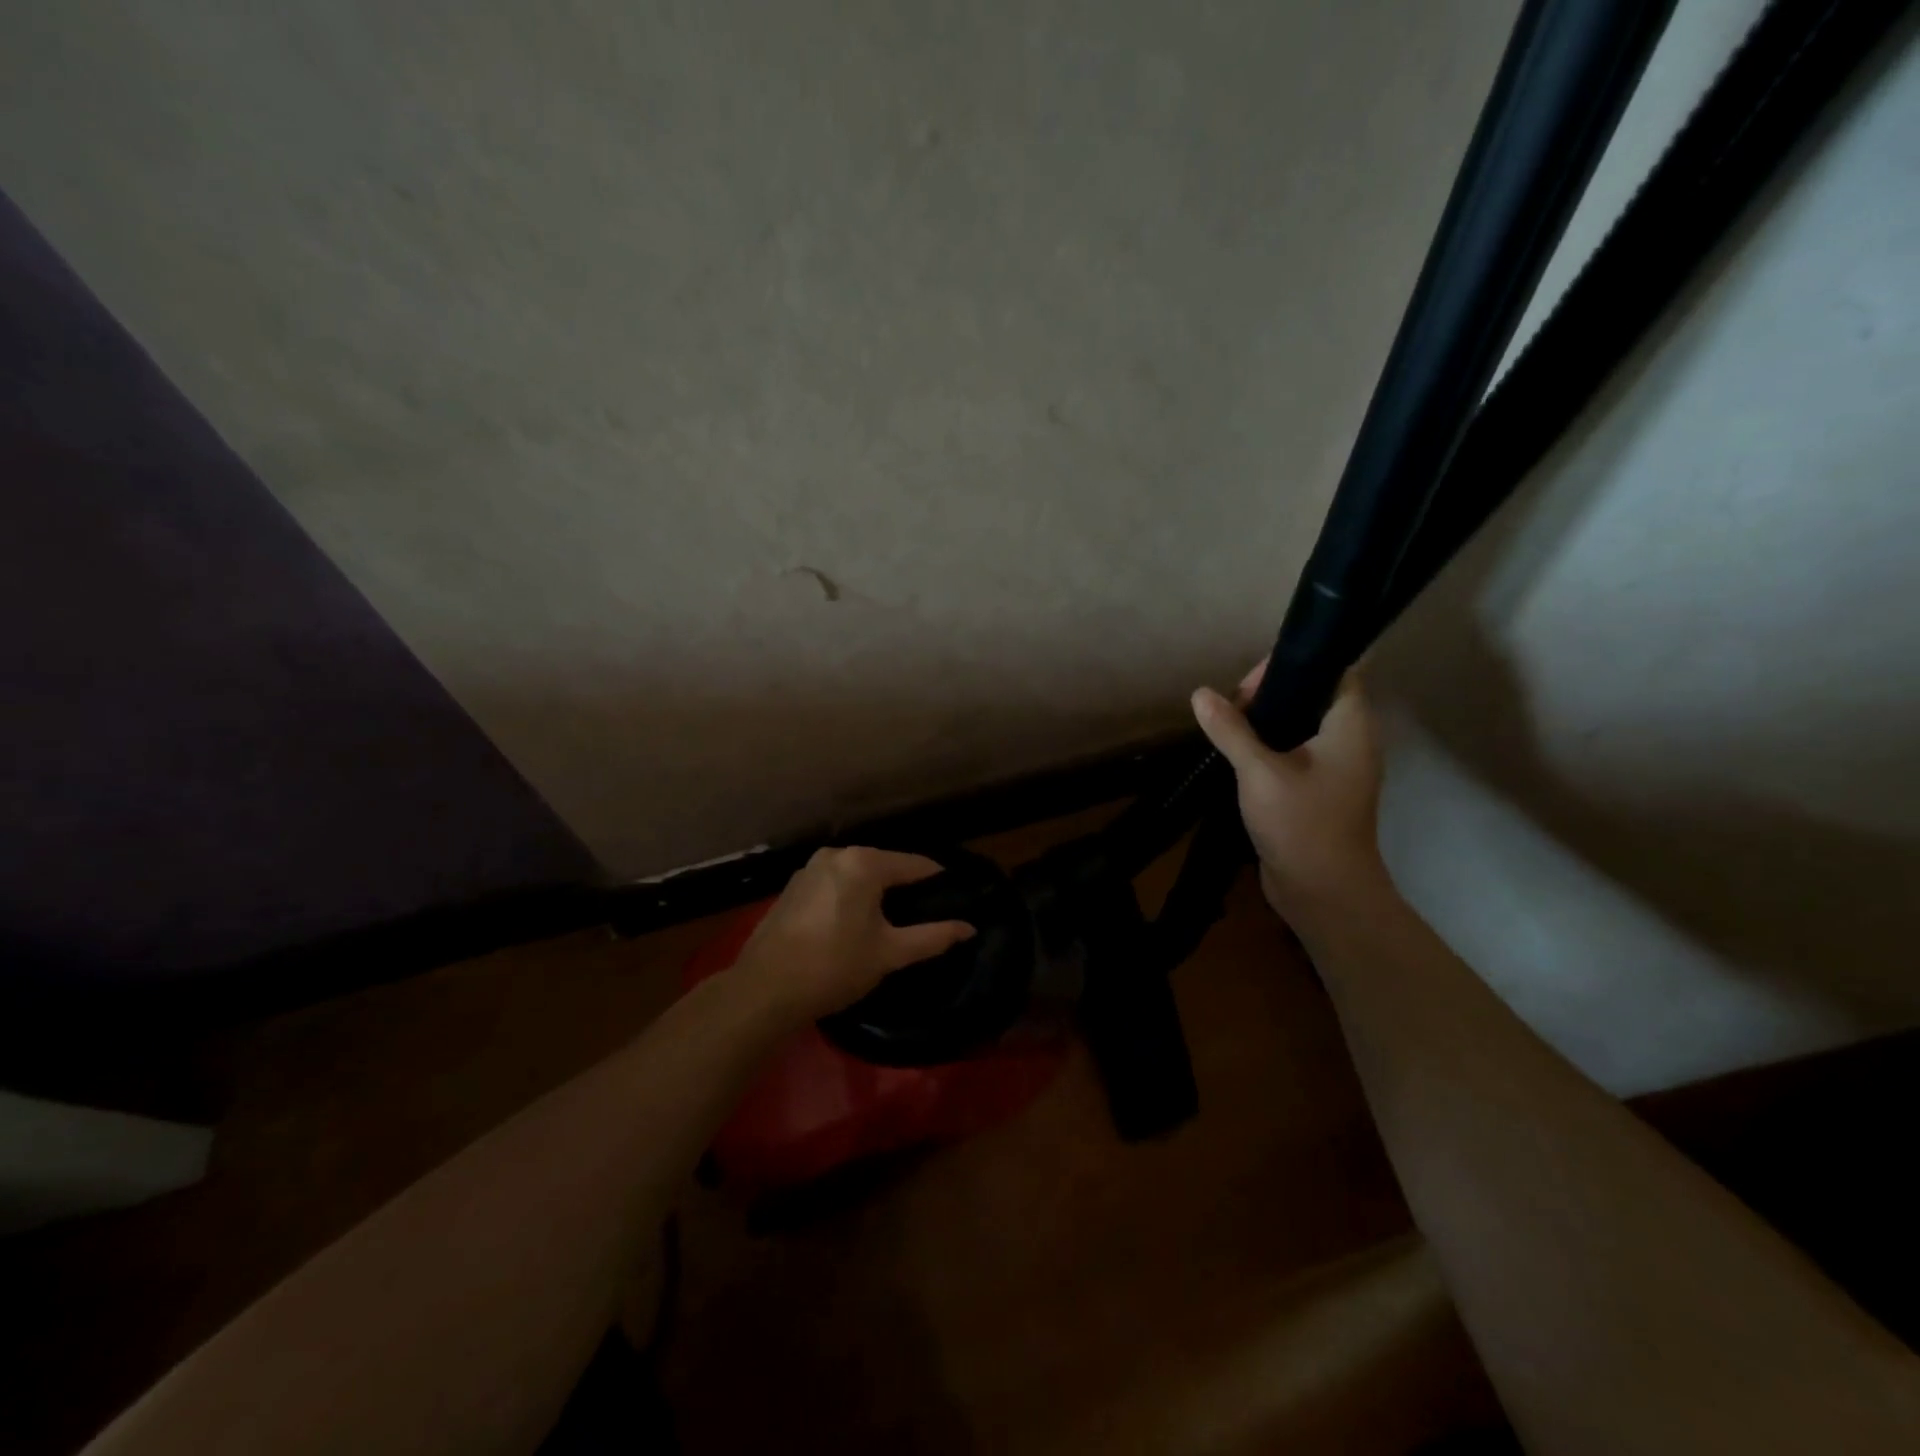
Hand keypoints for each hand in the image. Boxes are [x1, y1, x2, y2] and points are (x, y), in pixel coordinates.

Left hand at [734, 847, 976, 1021]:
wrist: (764, 990)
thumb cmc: (834, 966)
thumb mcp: (889, 953)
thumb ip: (933, 937)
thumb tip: (969, 928)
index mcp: (863, 863)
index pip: (915, 864)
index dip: (939, 880)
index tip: (956, 896)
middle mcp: (836, 854)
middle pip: (885, 865)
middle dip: (906, 886)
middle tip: (927, 912)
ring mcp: (809, 869)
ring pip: (857, 875)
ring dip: (876, 892)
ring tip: (895, 919)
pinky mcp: (792, 888)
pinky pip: (834, 884)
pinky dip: (850, 896)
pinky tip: (855, 922)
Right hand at [1191, 663, 1388, 921]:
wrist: (1323, 892)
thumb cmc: (1301, 823)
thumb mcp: (1259, 771)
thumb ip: (1230, 730)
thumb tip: (1200, 694)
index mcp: (1349, 726)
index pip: (1335, 672)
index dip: (1294, 667)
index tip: (1250, 682)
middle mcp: (1350, 741)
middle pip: (1313, 697)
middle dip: (1271, 696)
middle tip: (1230, 708)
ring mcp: (1336, 769)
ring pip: (1300, 728)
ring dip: (1265, 725)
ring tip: (1227, 729)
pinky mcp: (1319, 791)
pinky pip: (1295, 755)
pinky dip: (1268, 749)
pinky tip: (1236, 758)